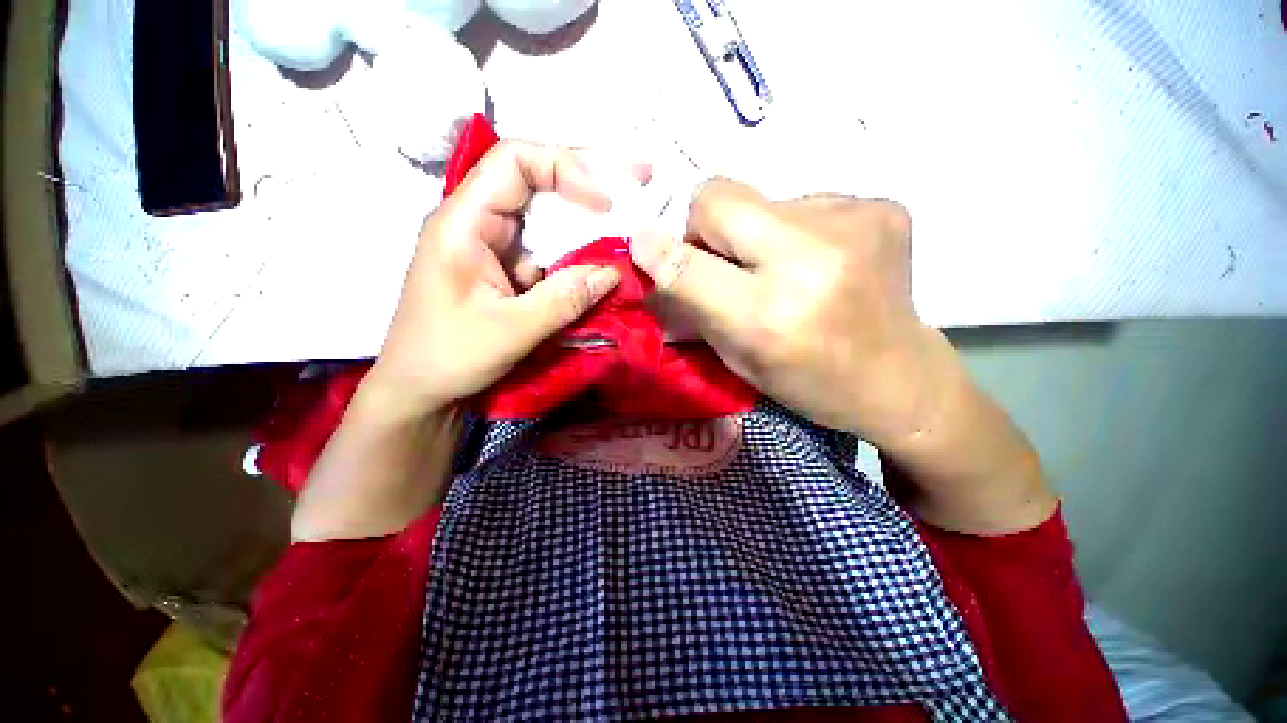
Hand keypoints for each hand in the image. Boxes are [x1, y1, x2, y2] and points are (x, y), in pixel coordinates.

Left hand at [367, 141, 648, 415]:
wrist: (421, 390)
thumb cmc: (448, 357)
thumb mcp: (510, 331)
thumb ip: (563, 300)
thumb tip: (614, 273)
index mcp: (464, 222)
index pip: (515, 163)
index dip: (565, 168)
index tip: (605, 202)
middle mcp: (479, 222)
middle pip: (536, 180)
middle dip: (588, 180)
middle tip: (638, 181)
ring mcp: (495, 246)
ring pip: (546, 218)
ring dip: (588, 221)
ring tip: (629, 220)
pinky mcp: (507, 270)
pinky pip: (548, 251)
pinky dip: (578, 255)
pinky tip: (604, 262)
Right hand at [632, 179, 1056, 532]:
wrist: (899, 376)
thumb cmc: (808, 381)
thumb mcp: (737, 360)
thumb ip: (691, 307)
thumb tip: (650, 259)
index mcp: (768, 317)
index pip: (686, 265)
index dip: (656, 251)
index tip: (645, 246)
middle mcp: (809, 261)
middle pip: (717, 196)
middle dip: (702, 225)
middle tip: (718, 257)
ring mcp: (853, 223)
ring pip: (760, 197)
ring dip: (752, 231)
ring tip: (782, 268)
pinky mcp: (881, 206)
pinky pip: (802, 200)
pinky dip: (793, 228)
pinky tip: (817, 260)